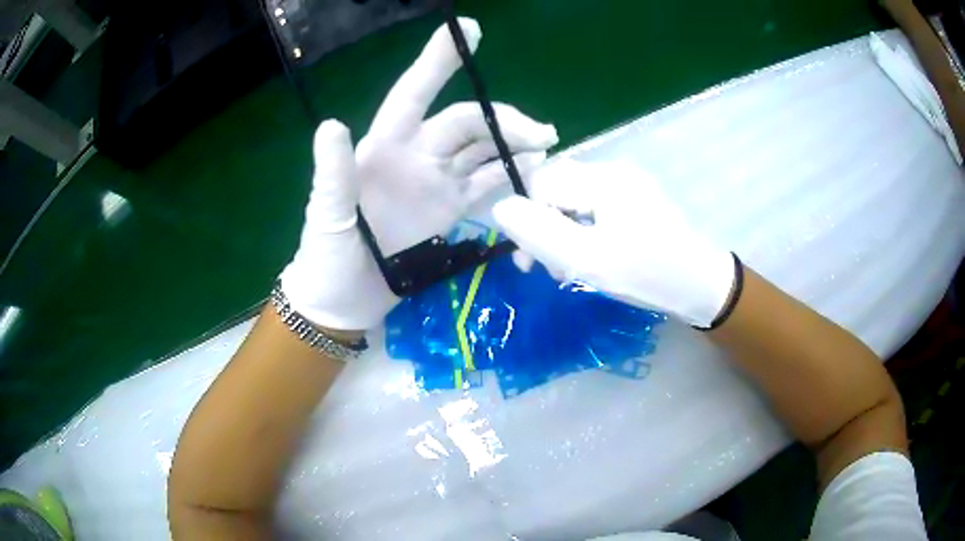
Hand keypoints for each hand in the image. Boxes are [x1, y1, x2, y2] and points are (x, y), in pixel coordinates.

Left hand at [280, 18, 557, 331]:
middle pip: (465, 122)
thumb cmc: (325, 256)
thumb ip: (333, 174)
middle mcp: (415, 155)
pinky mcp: (450, 209)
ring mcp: (436, 182)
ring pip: (482, 149)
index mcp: (383, 147)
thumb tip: (332, 125)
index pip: (414, 92)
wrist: (343, 300)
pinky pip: (486, 184)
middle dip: (503, 119)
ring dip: (514, 143)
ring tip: (546, 147)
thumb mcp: (326, 215)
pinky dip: (510, 174)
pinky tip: (533, 171)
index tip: (468, 30)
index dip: (438, 61)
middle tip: (541, 133)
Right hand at [492, 159, 735, 326]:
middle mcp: (613, 173)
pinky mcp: (636, 202)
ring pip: (574, 203)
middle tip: (550, 271)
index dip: (526, 218)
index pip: (540, 182)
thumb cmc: (647, 274)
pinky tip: (592, 259)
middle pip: (557, 190)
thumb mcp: (587, 259)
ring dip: (563, 235)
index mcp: (602, 179)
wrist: (702, 286)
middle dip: (545, 230)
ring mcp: (627, 186)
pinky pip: (594, 210)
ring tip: (571, 271)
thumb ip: (538, 232)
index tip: (529, 260)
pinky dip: (584, 234)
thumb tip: (499, 207)